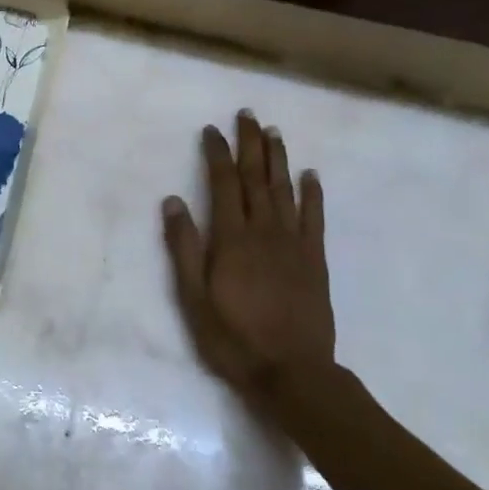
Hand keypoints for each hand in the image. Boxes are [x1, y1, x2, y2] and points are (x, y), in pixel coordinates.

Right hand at [162, 112, 334, 402]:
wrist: (292, 373)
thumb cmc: (233, 338)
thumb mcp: (192, 297)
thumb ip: (183, 248)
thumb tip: (173, 201)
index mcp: (231, 239)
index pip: (223, 184)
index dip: (217, 154)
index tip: (211, 130)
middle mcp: (264, 232)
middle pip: (257, 179)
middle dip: (250, 145)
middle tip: (247, 115)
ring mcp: (294, 245)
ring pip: (285, 191)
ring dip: (278, 159)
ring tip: (273, 133)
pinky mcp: (315, 261)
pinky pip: (315, 219)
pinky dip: (312, 194)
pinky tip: (310, 176)